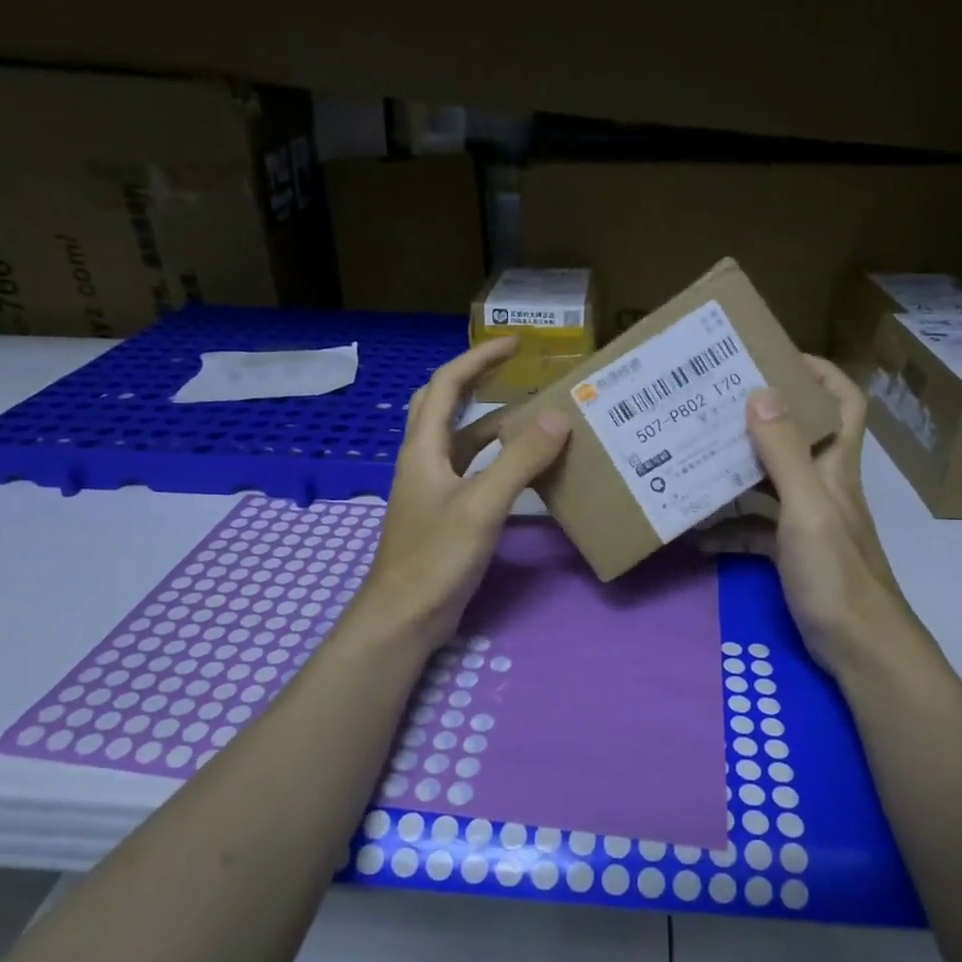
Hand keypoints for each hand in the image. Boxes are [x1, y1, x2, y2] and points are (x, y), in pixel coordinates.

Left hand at [352, 339, 571, 650]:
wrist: (404, 617)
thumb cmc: (436, 557)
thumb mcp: (482, 504)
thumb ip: (520, 460)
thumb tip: (558, 415)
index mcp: (424, 448)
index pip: (446, 385)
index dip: (479, 359)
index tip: (515, 344)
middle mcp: (424, 460)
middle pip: (443, 405)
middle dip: (476, 381)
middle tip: (514, 370)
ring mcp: (432, 489)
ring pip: (461, 441)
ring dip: (491, 423)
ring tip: (532, 416)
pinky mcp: (444, 514)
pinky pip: (472, 471)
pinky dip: (496, 460)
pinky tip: (524, 470)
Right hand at [703, 357, 920, 675]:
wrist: (861, 651)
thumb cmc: (837, 576)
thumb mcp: (807, 510)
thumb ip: (783, 454)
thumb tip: (762, 391)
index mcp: (835, 468)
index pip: (844, 403)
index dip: (820, 373)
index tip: (776, 357)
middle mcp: (824, 487)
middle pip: (797, 438)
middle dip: (760, 418)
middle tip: (714, 405)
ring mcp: (808, 523)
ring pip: (770, 484)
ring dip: (737, 472)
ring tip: (694, 459)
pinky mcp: (793, 555)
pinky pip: (756, 531)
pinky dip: (730, 529)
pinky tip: (699, 536)